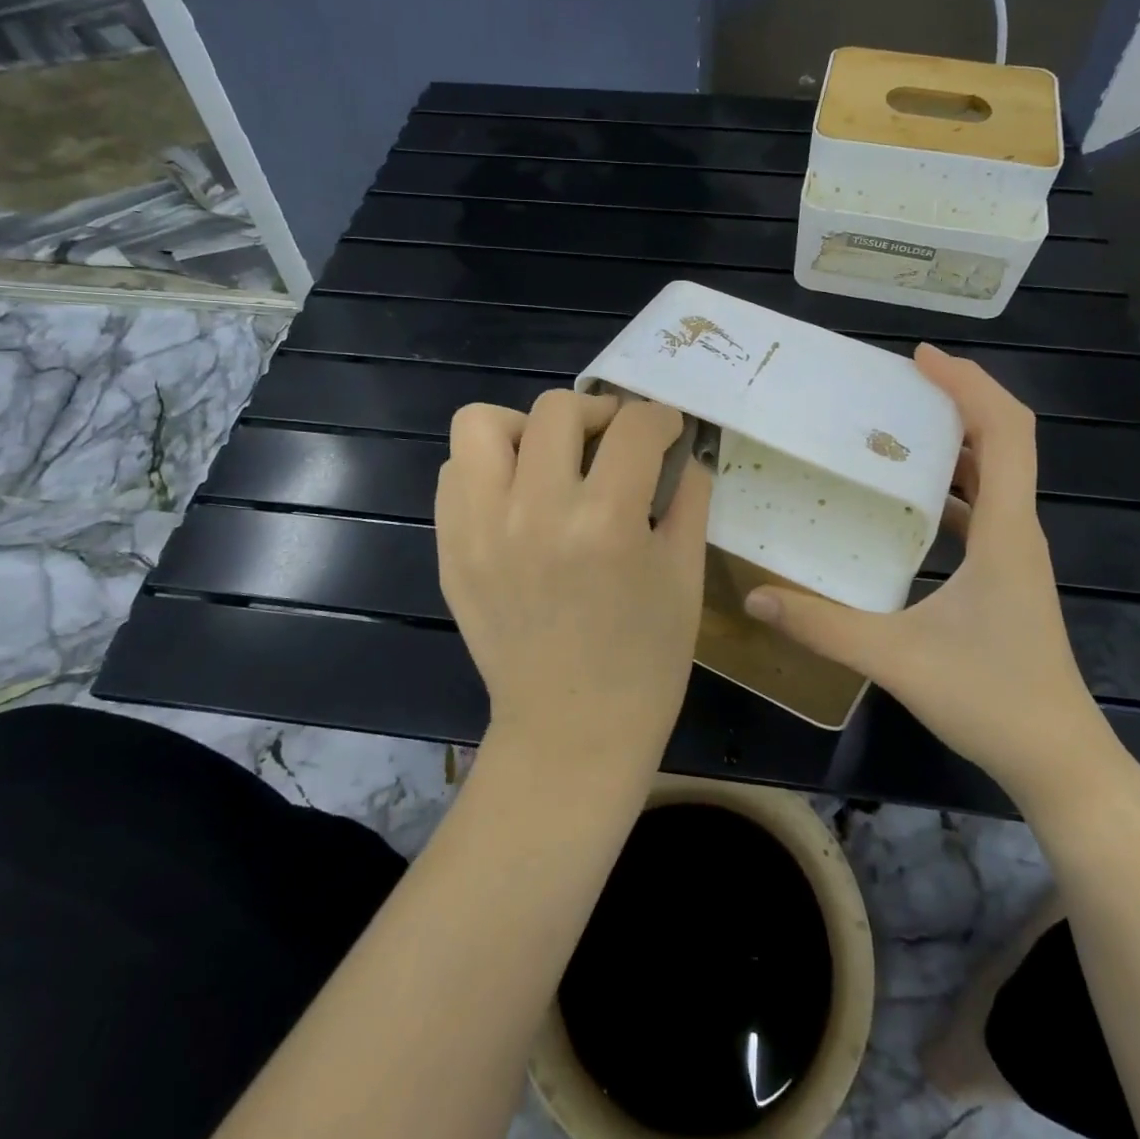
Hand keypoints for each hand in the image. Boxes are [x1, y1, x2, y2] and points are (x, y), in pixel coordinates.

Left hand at [436, 390, 711, 772]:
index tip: (666, 431)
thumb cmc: (645, 660)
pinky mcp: (450, 549)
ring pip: (483, 424)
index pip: (635, 426)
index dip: (661, 418)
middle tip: (613, 442)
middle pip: (558, 409)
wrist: (571, 729)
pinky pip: (454, 472)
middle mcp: (536, 512)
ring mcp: (481, 529)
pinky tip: (518, 496)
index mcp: (607, 522)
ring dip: (526, 428)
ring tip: (550, 459)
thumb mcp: (685, 575)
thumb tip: (686, 449)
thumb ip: (689, 497)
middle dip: (599, 412)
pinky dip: (488, 467)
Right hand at [743, 345, 1116, 803]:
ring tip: (894, 426)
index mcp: (1005, 532)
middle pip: (1005, 439)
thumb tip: (755, 597)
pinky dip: (951, 485)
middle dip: (958, 399)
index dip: (969, 385)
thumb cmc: (991, 701)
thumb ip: (823, 627)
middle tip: (895, 384)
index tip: (920, 360)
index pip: (1005, 432)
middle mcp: (1018, 530)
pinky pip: (982, 508)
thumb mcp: (896, 659)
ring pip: (995, 473)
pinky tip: (906, 499)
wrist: (1059, 761)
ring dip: (954, 440)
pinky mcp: (1005, 575)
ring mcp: (1015, 553)